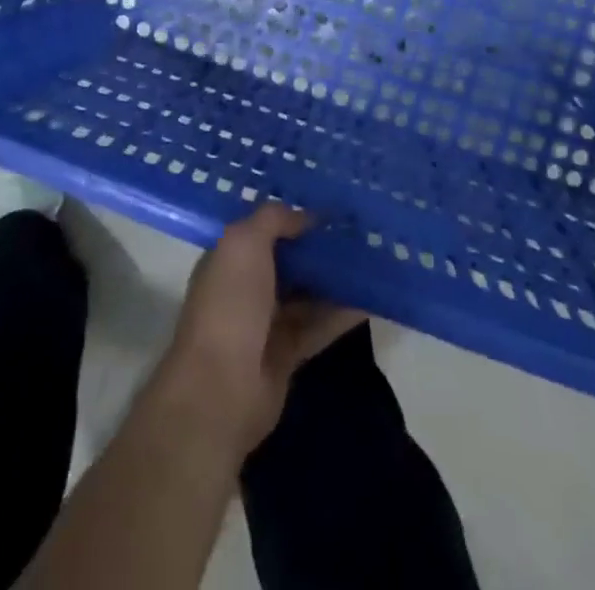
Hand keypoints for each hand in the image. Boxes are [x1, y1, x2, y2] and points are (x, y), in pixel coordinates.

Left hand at [154, 203, 365, 456]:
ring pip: (308, 293)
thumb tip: (305, 215)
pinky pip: (320, 325)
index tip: (331, 207)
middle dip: (319, 247)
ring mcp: (266, 323)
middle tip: (359, 231)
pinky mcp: (288, 354)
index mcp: (230, 258)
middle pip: (289, 261)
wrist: (221, 388)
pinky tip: (372, 298)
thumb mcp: (244, 242)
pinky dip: (343, 313)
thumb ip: (273, 220)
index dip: (294, 217)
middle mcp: (246, 287)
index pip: (264, 230)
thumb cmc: (230, 303)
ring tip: (373, 259)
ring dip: (336, 278)